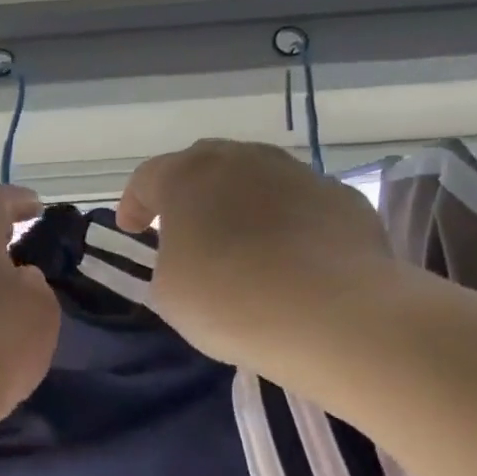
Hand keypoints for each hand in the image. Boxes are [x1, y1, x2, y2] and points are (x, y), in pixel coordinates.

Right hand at [117, 140, 396, 369]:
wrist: (329, 315)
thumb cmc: (227, 301)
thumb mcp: (169, 292)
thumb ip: (169, 261)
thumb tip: (190, 254)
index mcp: (189, 177)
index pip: (148, 178)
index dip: (134, 204)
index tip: (133, 231)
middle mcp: (244, 160)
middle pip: (206, 165)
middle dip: (190, 194)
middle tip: (185, 229)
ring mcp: (299, 174)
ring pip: (258, 179)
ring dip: (241, 205)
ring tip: (242, 245)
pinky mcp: (342, 199)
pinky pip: (301, 205)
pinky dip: (287, 224)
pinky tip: (291, 259)